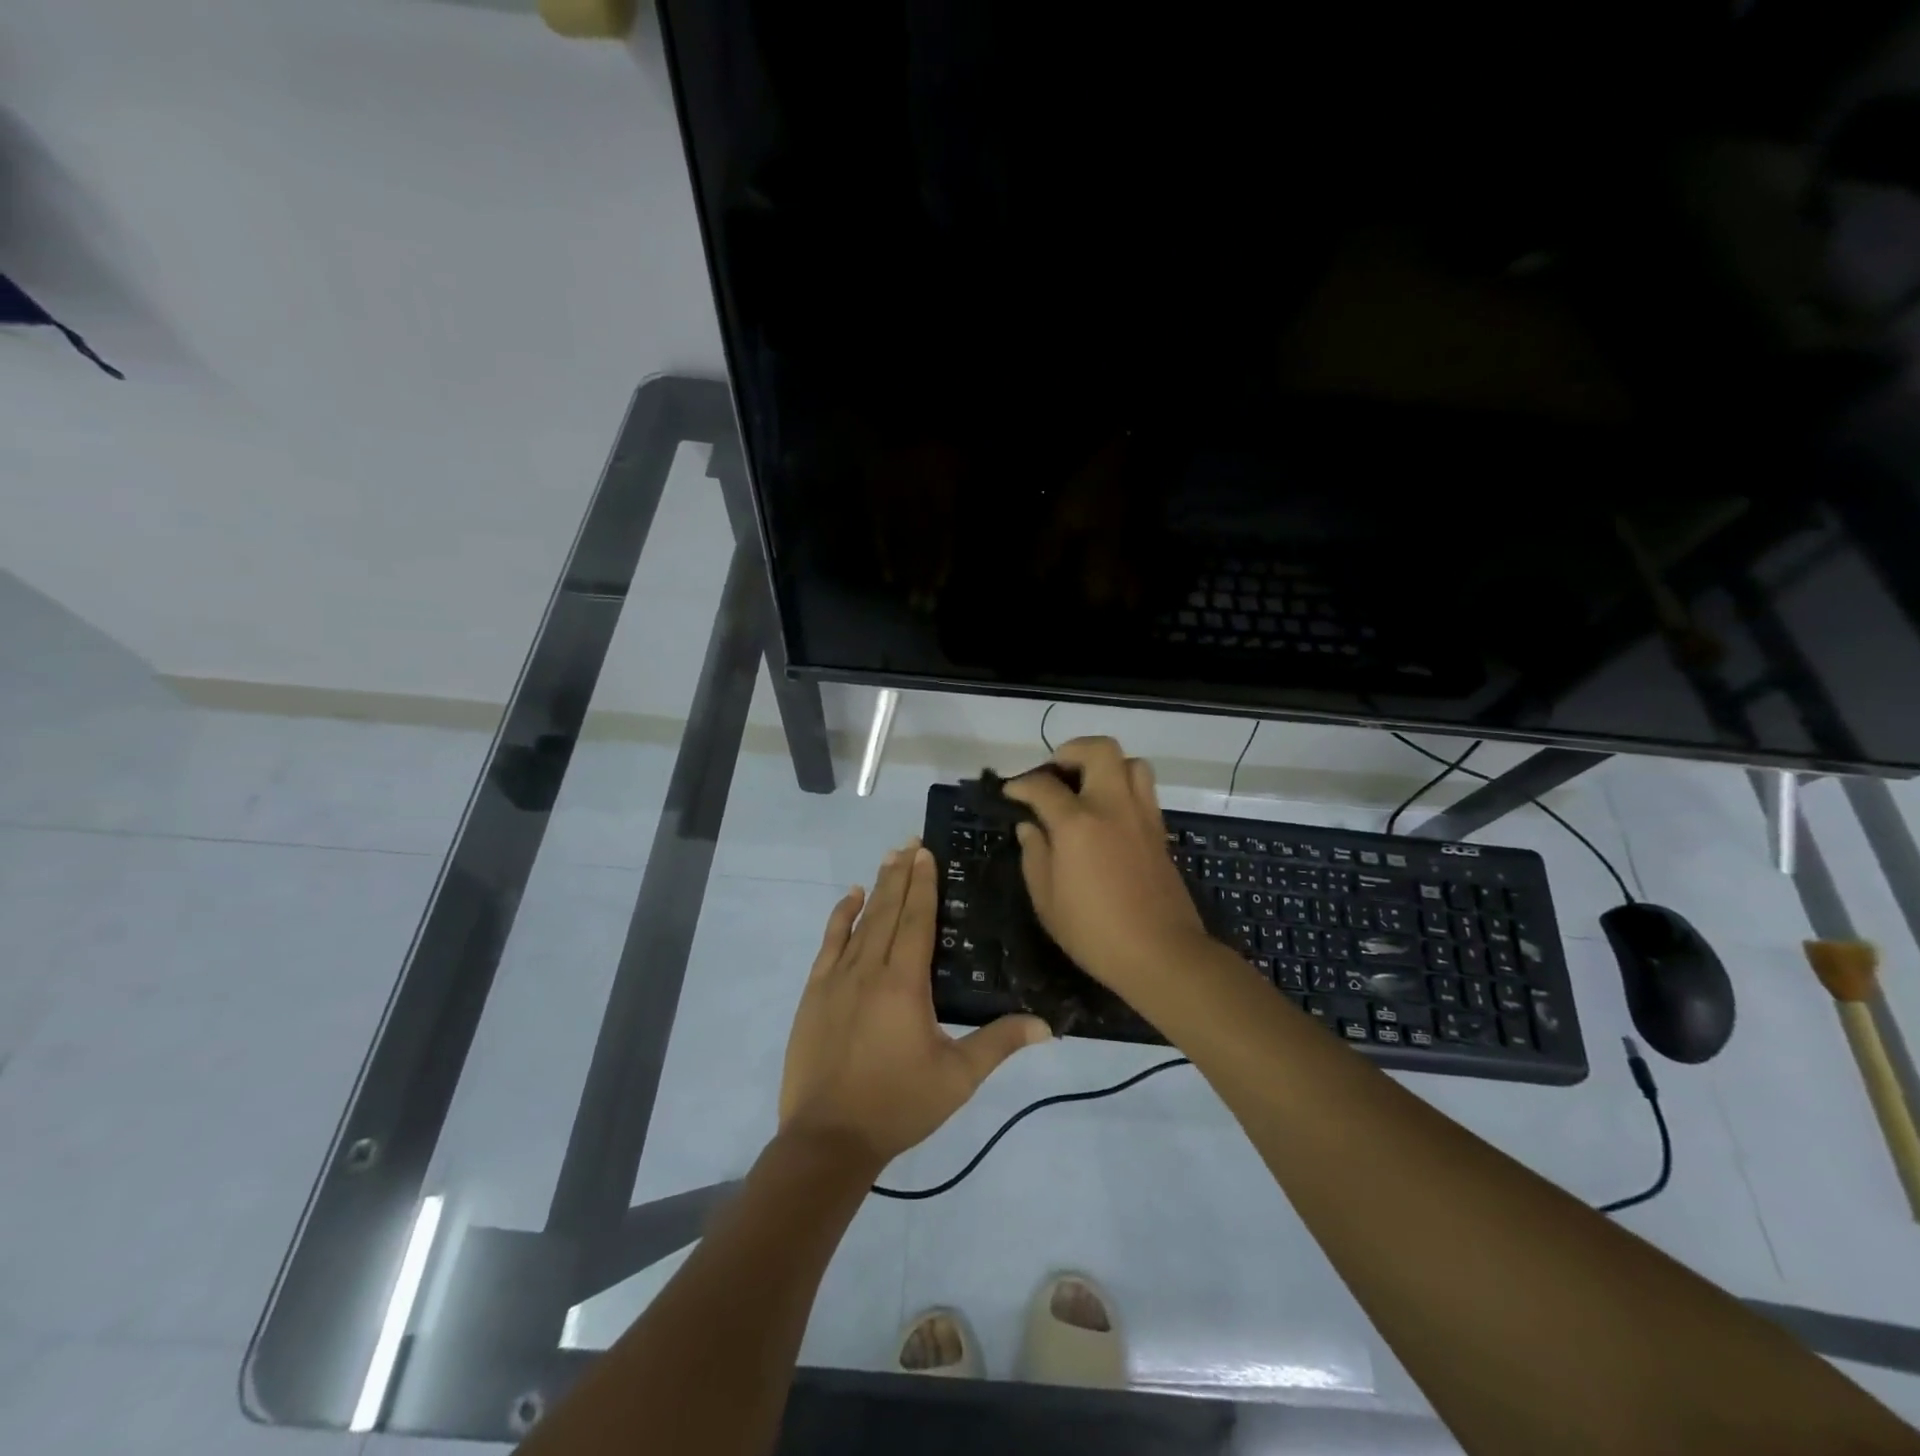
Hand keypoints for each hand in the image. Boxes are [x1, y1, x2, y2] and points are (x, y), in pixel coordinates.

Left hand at [779, 841, 1051, 1168]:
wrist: (828, 1138)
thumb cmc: (898, 1105)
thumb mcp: (957, 1078)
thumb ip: (999, 1044)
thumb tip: (1047, 1024)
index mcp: (905, 983)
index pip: (916, 919)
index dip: (923, 884)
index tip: (926, 852)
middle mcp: (870, 969)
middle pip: (889, 910)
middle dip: (902, 874)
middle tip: (911, 842)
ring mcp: (837, 978)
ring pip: (861, 921)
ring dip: (878, 887)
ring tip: (889, 858)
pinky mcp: (815, 992)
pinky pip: (829, 942)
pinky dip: (841, 916)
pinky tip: (852, 897)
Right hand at [1004, 737, 1213, 996]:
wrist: (1161, 953)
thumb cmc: (1094, 932)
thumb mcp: (1047, 900)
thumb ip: (1034, 855)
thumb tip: (1030, 827)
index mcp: (1077, 822)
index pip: (1043, 785)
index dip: (1020, 784)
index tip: (1010, 793)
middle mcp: (1112, 806)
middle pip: (1099, 750)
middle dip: (1071, 751)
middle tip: (1055, 773)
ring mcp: (1141, 815)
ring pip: (1130, 762)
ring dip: (1105, 765)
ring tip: (1086, 787)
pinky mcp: (1159, 831)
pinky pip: (1143, 790)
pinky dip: (1122, 787)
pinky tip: (1107, 815)